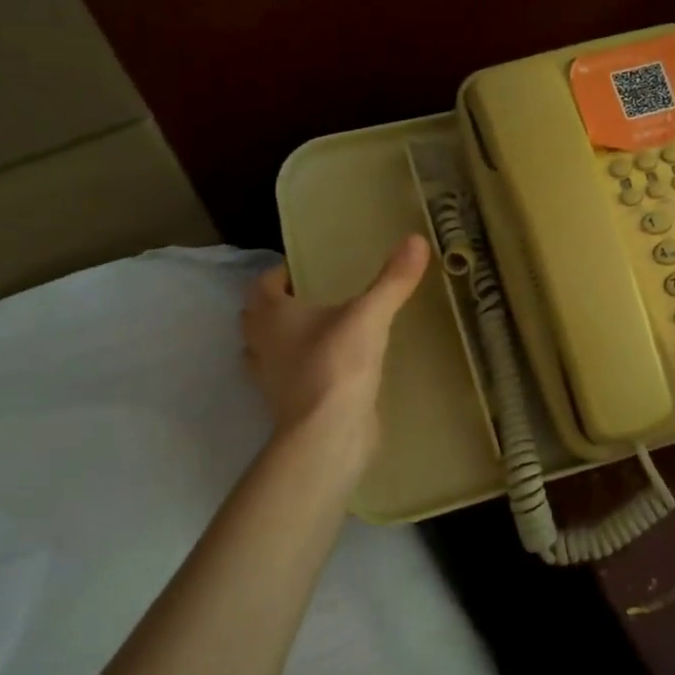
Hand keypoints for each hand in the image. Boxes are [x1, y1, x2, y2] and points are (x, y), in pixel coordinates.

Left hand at [242, 234, 430, 476]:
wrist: (328, 435)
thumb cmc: (337, 365)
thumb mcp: (370, 315)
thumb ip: (393, 280)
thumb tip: (417, 239)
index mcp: (272, 316)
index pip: (262, 285)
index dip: (279, 274)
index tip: (304, 270)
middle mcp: (262, 345)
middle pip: (257, 318)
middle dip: (276, 307)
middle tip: (311, 298)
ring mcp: (271, 380)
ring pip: (267, 351)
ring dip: (283, 341)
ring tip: (319, 332)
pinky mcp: (288, 407)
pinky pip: (288, 380)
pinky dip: (301, 371)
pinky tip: (331, 368)